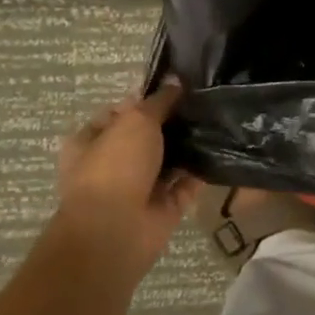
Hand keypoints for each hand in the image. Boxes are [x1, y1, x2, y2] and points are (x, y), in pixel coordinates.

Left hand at [56, 79, 201, 278]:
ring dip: (189, 145)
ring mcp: (139, 187)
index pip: (119, 113)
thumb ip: (158, 101)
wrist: (116, 232)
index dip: (146, 100)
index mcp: (91, 142)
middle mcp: (113, 164)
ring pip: (168, 160)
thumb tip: (175, 82)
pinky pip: (187, 183)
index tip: (178, 88)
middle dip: (173, 122)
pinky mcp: (163, 207)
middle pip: (147, 136)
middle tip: (205, 102)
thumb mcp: (136, 121)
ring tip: (220, 120)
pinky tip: (223, 149)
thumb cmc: (115, 167)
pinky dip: (202, 171)